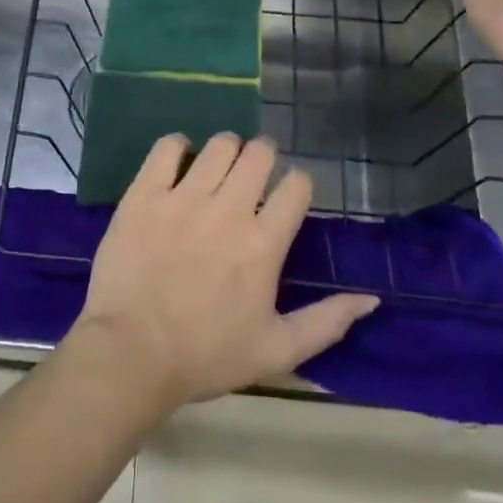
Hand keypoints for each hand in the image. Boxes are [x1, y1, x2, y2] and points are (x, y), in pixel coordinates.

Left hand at [68, 134, 378, 414]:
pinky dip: (178, 146)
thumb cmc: (206, 356)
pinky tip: (179, 161)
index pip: (296, 186)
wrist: (130, 354)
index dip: (296, 185)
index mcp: (264, 243)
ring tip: (218, 168)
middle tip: (253, 175)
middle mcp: (228, 209)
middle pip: (259, 154)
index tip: (287, 196)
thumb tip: (371, 299)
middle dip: (264, 158)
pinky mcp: (144, 194)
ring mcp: (183, 197)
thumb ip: (327, 322)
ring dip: (226, 150)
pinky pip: (167, 148)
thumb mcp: (277, 351)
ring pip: (219, 145)